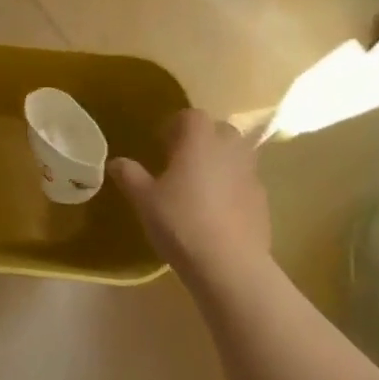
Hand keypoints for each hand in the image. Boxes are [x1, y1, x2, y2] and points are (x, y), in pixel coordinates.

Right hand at [111, 110, 270, 271]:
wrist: (228, 263)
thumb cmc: (180, 222)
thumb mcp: (144, 199)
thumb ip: (130, 175)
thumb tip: (116, 161)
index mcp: (199, 142)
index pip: (192, 116)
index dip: (175, 124)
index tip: (160, 142)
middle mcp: (230, 150)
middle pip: (219, 130)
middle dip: (201, 139)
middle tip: (179, 160)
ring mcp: (251, 175)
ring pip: (236, 155)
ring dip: (219, 161)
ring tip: (198, 184)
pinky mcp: (262, 200)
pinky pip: (245, 181)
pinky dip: (231, 185)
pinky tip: (215, 210)